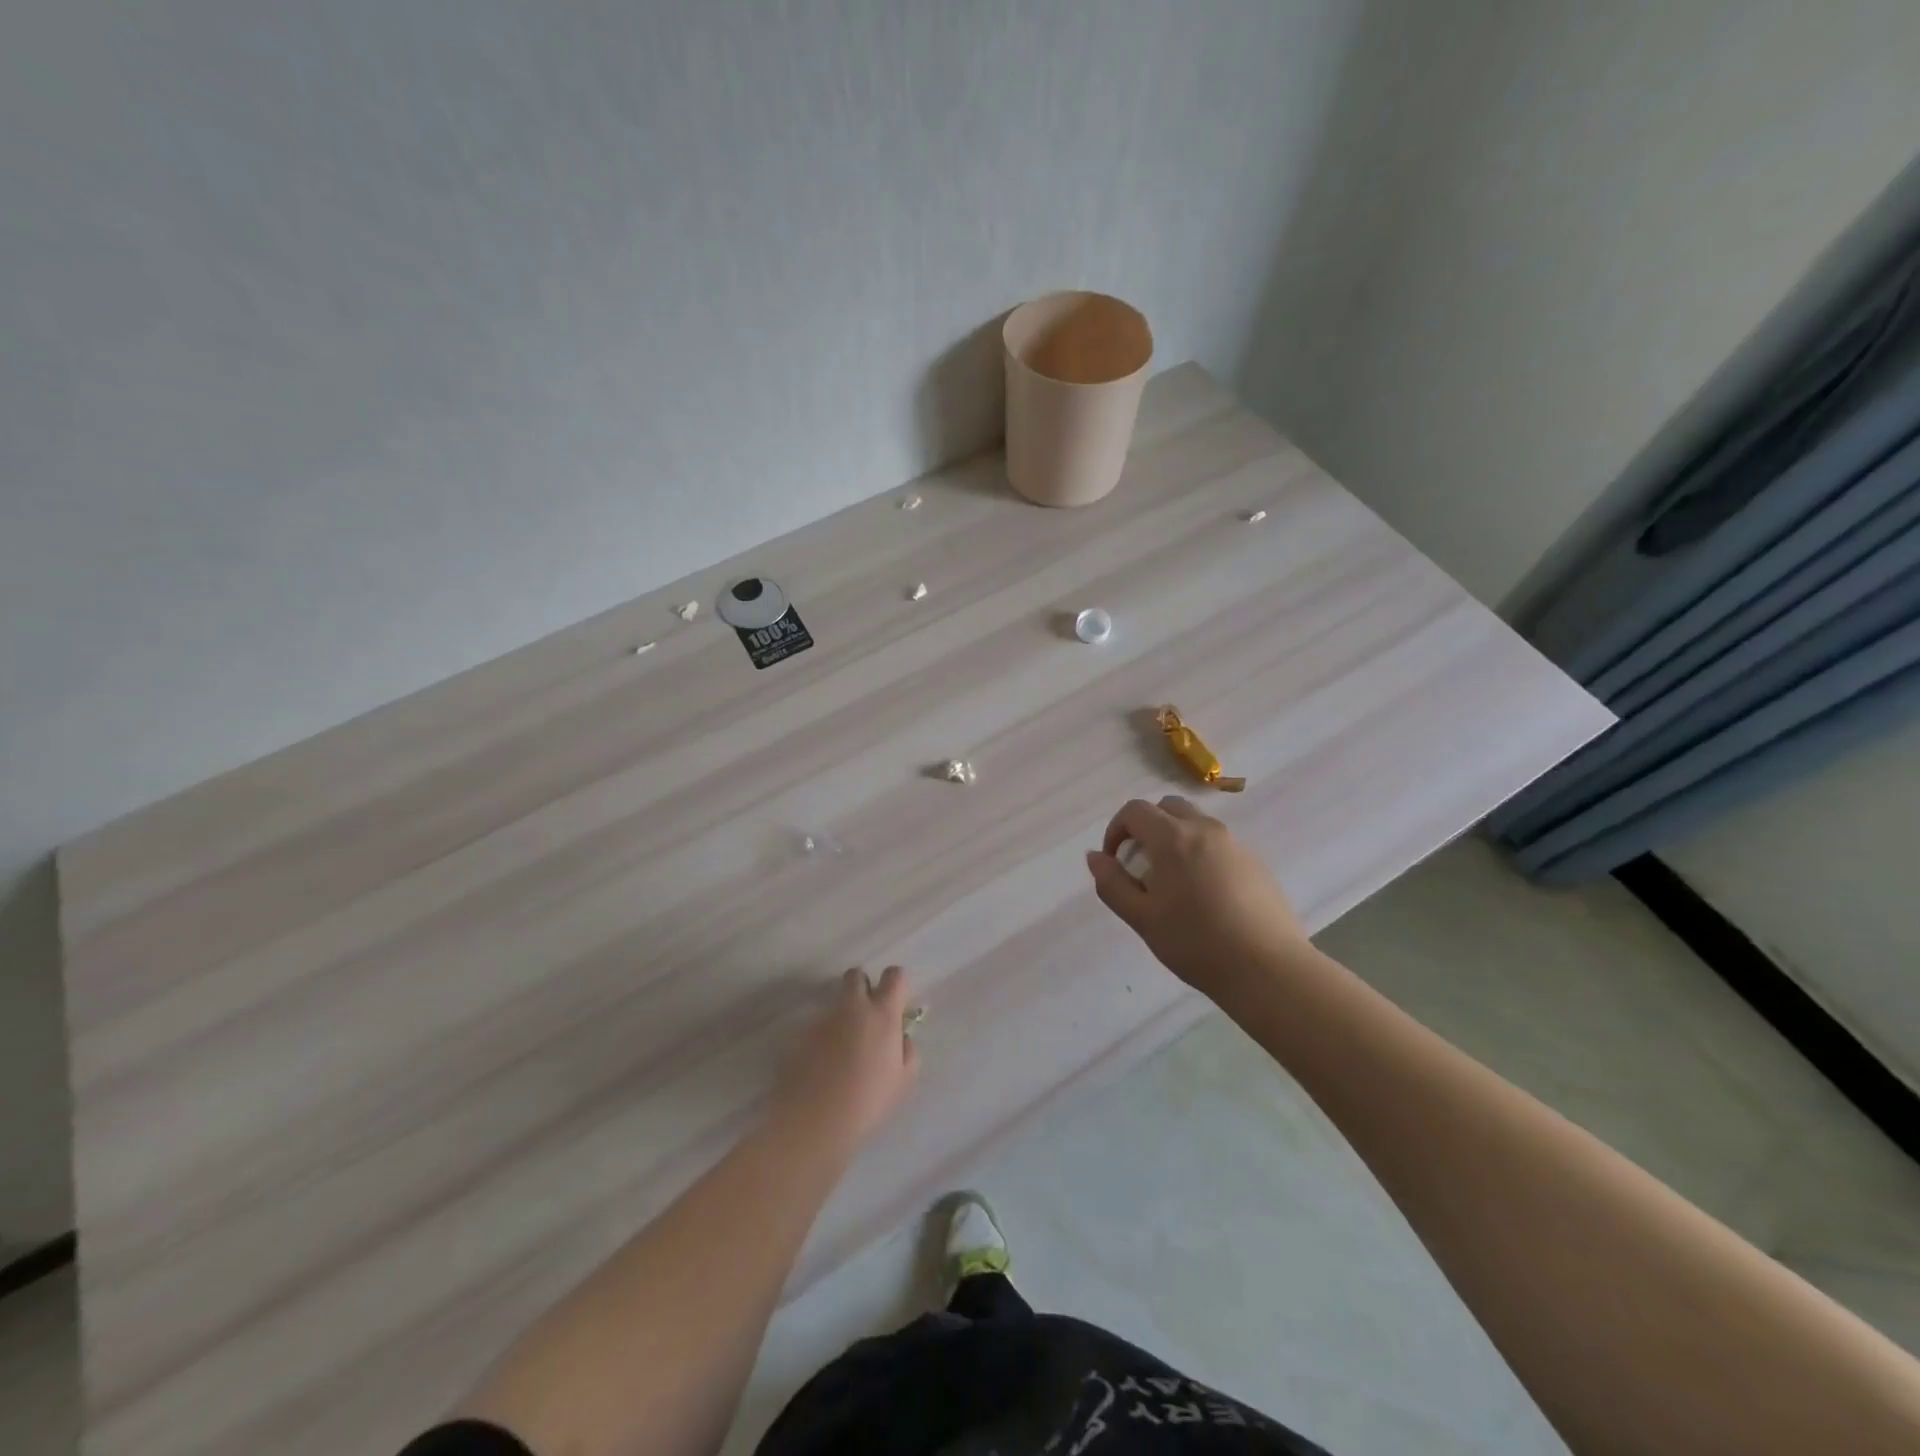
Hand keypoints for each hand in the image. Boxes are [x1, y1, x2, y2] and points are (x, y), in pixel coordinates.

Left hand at [774, 966, 919, 1149]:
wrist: (814, 1121)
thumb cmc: (868, 1101)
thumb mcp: (903, 1080)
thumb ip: (907, 1050)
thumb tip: (901, 1036)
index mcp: (882, 1014)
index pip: (894, 975)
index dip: (896, 984)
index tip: (896, 1003)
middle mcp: (851, 1008)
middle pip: (856, 976)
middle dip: (862, 987)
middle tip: (866, 1016)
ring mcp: (822, 1019)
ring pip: (834, 1004)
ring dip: (841, 1017)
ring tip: (842, 1052)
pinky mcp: (799, 1035)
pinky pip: (816, 1027)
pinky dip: (822, 1039)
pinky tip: (822, 1067)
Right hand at [1085, 796, 1306, 995]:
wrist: (1268, 969)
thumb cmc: (1195, 943)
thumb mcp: (1142, 918)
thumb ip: (1112, 883)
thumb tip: (1095, 857)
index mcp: (1172, 838)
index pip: (1135, 810)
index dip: (1116, 830)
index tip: (1115, 861)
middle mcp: (1205, 830)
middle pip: (1167, 808)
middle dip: (1146, 827)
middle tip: (1142, 866)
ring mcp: (1235, 844)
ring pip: (1196, 824)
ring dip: (1175, 839)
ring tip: (1174, 883)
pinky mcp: (1256, 863)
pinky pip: (1219, 845)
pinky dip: (1201, 855)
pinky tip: (1206, 897)